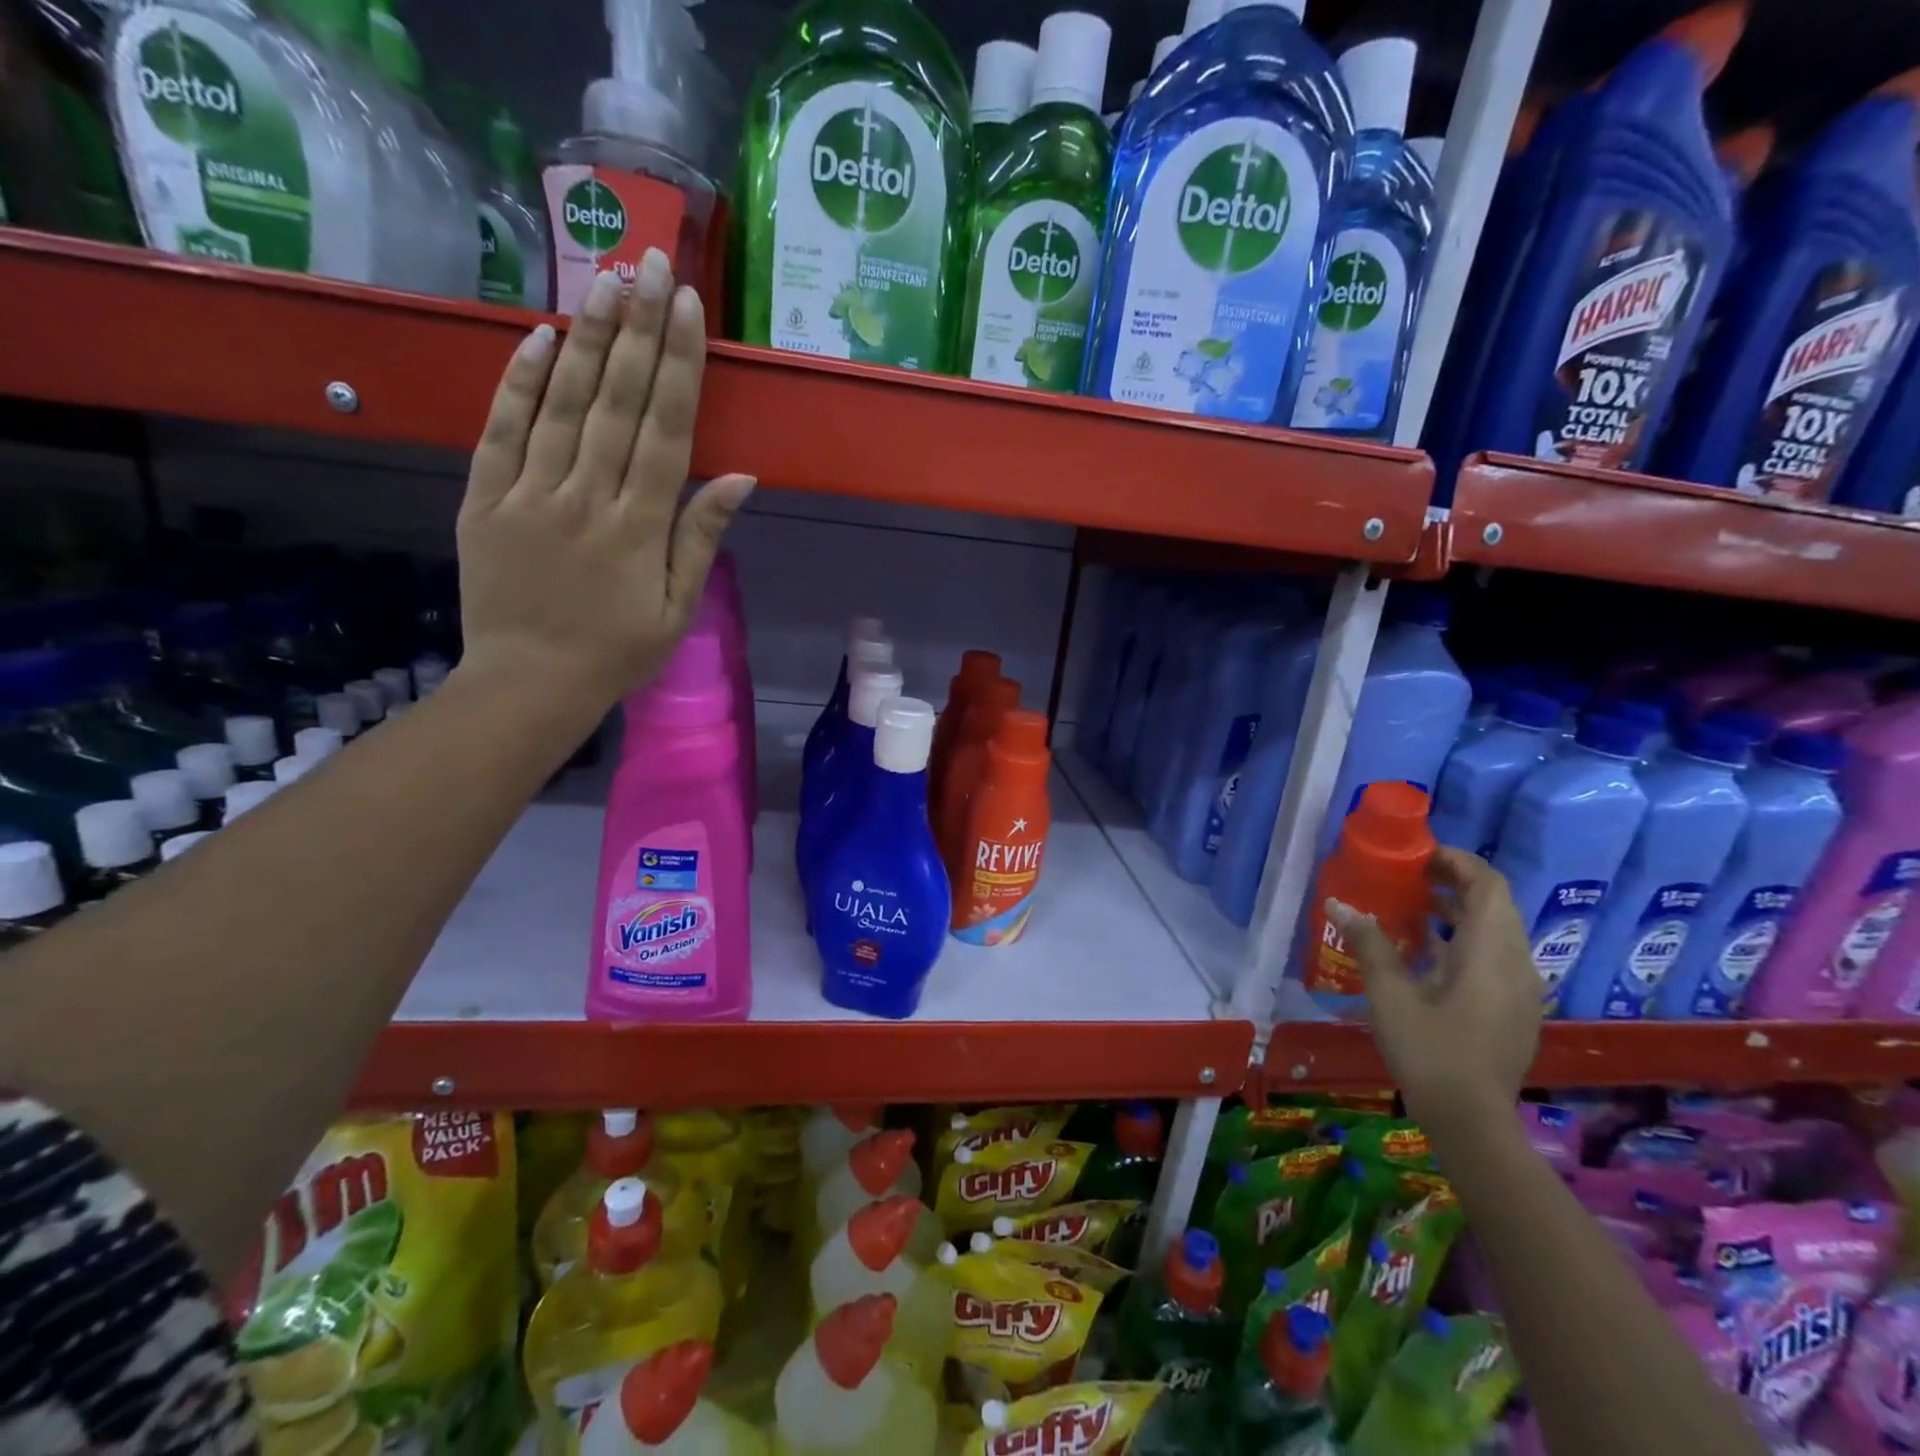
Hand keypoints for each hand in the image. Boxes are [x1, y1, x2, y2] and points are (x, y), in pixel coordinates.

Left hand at [455, 250, 754, 711]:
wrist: (529, 684)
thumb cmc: (617, 651)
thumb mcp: (678, 608)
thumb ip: (701, 537)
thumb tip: (738, 477)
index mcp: (639, 527)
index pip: (665, 430)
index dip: (679, 366)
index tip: (687, 308)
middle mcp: (586, 497)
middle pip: (617, 401)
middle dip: (637, 329)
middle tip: (649, 262)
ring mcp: (529, 494)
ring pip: (561, 404)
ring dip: (586, 339)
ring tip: (604, 279)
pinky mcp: (484, 499)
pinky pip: (500, 431)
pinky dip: (518, 383)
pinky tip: (540, 338)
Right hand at [1326, 847, 1541, 1132]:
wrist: (1473, 1122)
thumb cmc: (1430, 1051)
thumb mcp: (1390, 995)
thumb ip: (1369, 944)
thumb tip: (1340, 904)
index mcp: (1490, 953)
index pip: (1488, 885)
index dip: (1457, 862)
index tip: (1418, 854)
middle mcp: (1516, 964)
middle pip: (1494, 905)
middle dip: (1454, 883)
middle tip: (1408, 876)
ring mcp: (1521, 990)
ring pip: (1496, 932)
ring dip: (1458, 911)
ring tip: (1411, 908)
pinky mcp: (1514, 1010)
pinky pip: (1494, 956)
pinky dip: (1463, 940)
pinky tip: (1425, 954)